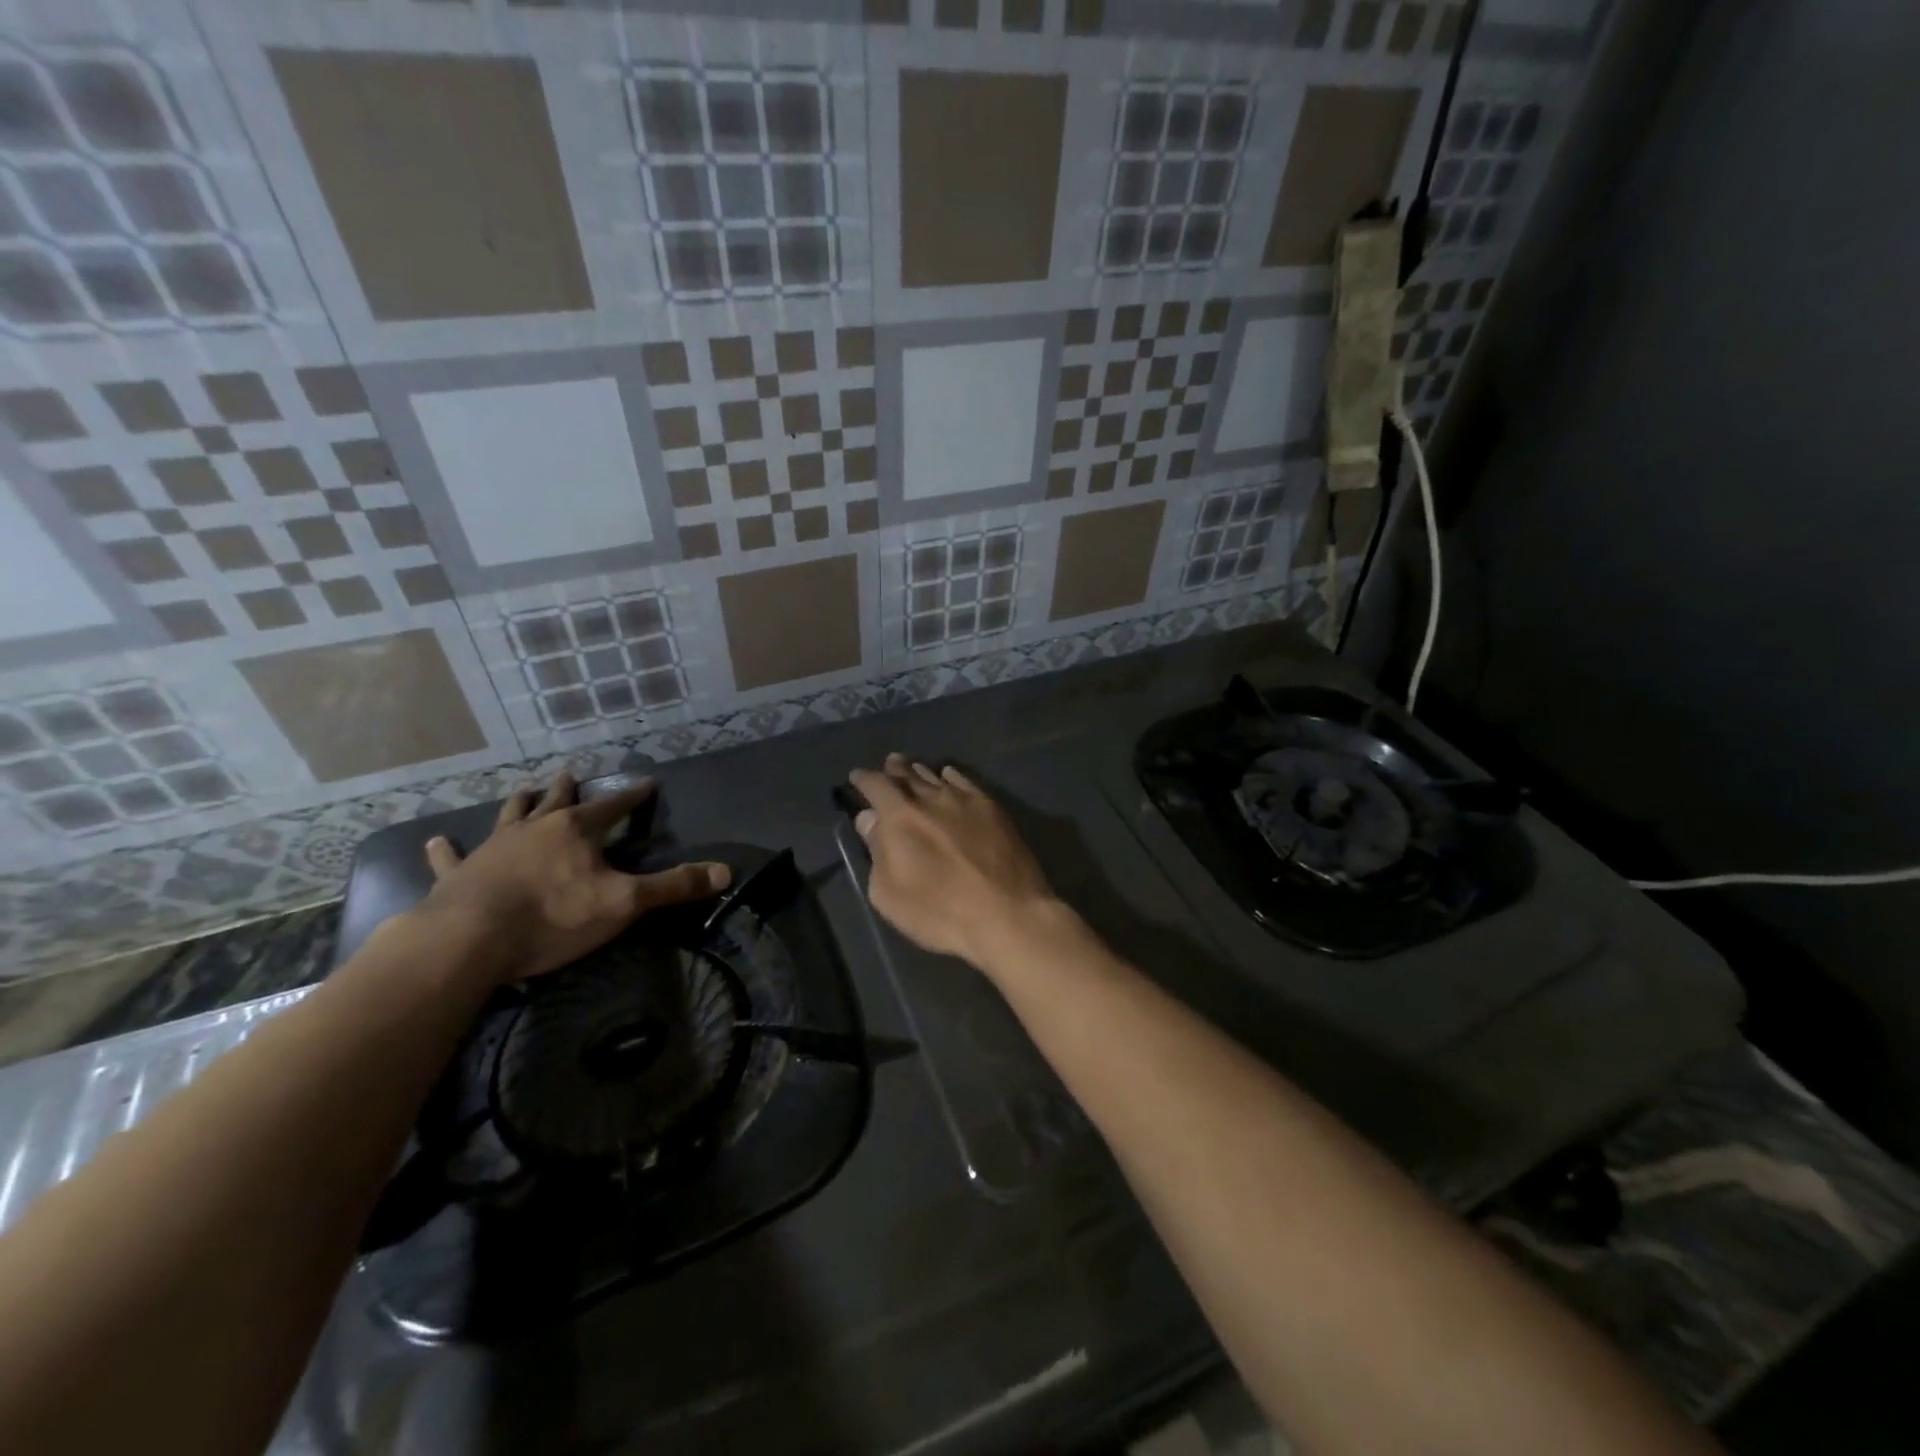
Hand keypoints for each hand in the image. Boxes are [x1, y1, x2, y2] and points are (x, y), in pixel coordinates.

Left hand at [417, 772, 729, 982]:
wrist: (469, 940)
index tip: (647, 783)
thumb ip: (674, 886)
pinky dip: (445, 851)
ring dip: (519, 804)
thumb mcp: (625, 903)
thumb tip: (727, 872)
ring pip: (508, 818)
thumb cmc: (553, 916)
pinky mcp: (458, 875)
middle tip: (571, 773)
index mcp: (575, 831)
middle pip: (556, 802)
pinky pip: (451, 858)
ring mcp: (492, 849)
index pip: (612, 807)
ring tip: (524, 789)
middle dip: (568, 789)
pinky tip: (434, 841)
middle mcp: (534, 830)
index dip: (631, 796)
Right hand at [849, 755, 1060, 967]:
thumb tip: (870, 820)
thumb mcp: (889, 894)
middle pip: (907, 774)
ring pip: (936, 776)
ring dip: (920, 771)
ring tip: (913, 768)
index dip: (863, 779)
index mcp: (900, 816)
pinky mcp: (992, 809)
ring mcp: (965, 800)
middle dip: (893, 769)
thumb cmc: (939, 912)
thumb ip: (876, 851)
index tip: (856, 778)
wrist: (1007, 914)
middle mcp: (931, 798)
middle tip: (888, 765)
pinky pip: (965, 782)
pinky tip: (949, 776)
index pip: (876, 785)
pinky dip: (951, 776)